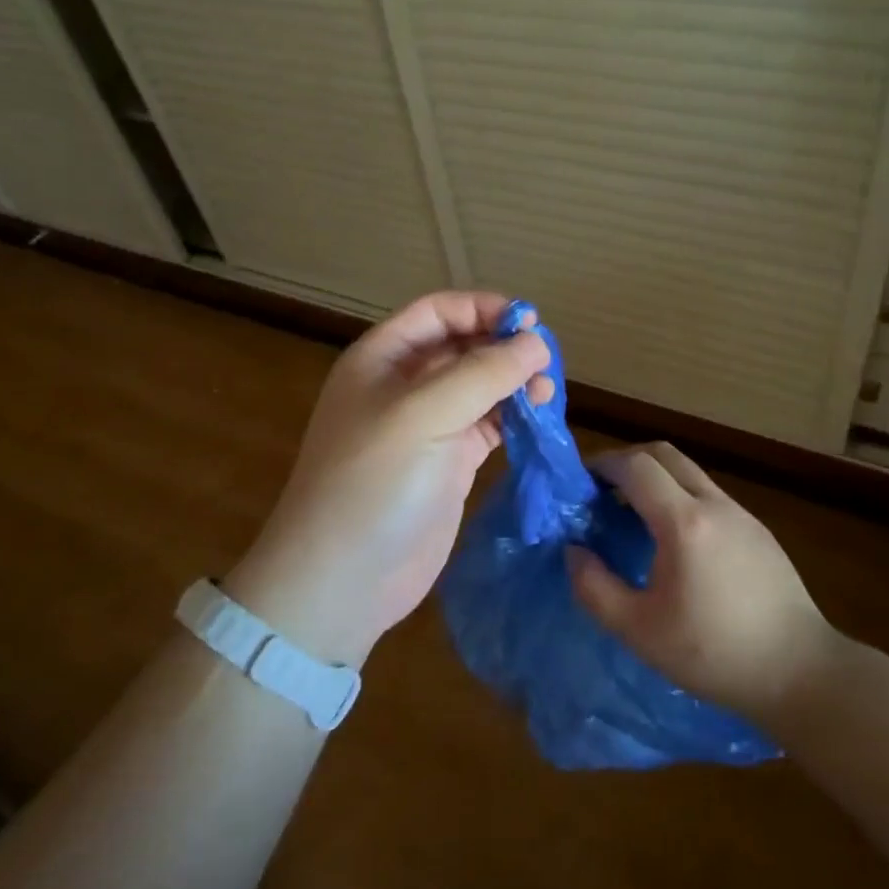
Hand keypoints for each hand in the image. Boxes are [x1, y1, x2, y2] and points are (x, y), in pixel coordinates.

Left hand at [223, 292, 551, 666]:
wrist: (342, 580)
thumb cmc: (373, 484)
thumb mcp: (424, 416)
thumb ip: (482, 373)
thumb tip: (536, 342)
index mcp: (383, 359)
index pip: (439, 312)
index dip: (484, 309)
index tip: (531, 323)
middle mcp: (405, 385)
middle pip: (464, 346)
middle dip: (504, 347)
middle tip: (546, 364)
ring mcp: (428, 427)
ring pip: (480, 386)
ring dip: (514, 383)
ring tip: (545, 394)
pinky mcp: (449, 463)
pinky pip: (488, 425)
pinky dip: (514, 418)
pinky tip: (537, 420)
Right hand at [569, 443, 838, 719]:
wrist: (801, 672)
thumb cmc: (714, 654)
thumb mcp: (639, 631)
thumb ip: (594, 588)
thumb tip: (573, 551)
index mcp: (683, 522)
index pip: (636, 466)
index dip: (603, 465)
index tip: (581, 483)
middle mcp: (714, 504)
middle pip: (664, 455)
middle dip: (627, 462)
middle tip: (603, 492)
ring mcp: (741, 514)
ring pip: (689, 472)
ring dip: (656, 479)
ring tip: (634, 515)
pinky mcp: (758, 530)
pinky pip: (709, 494)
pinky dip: (680, 496)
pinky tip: (675, 541)